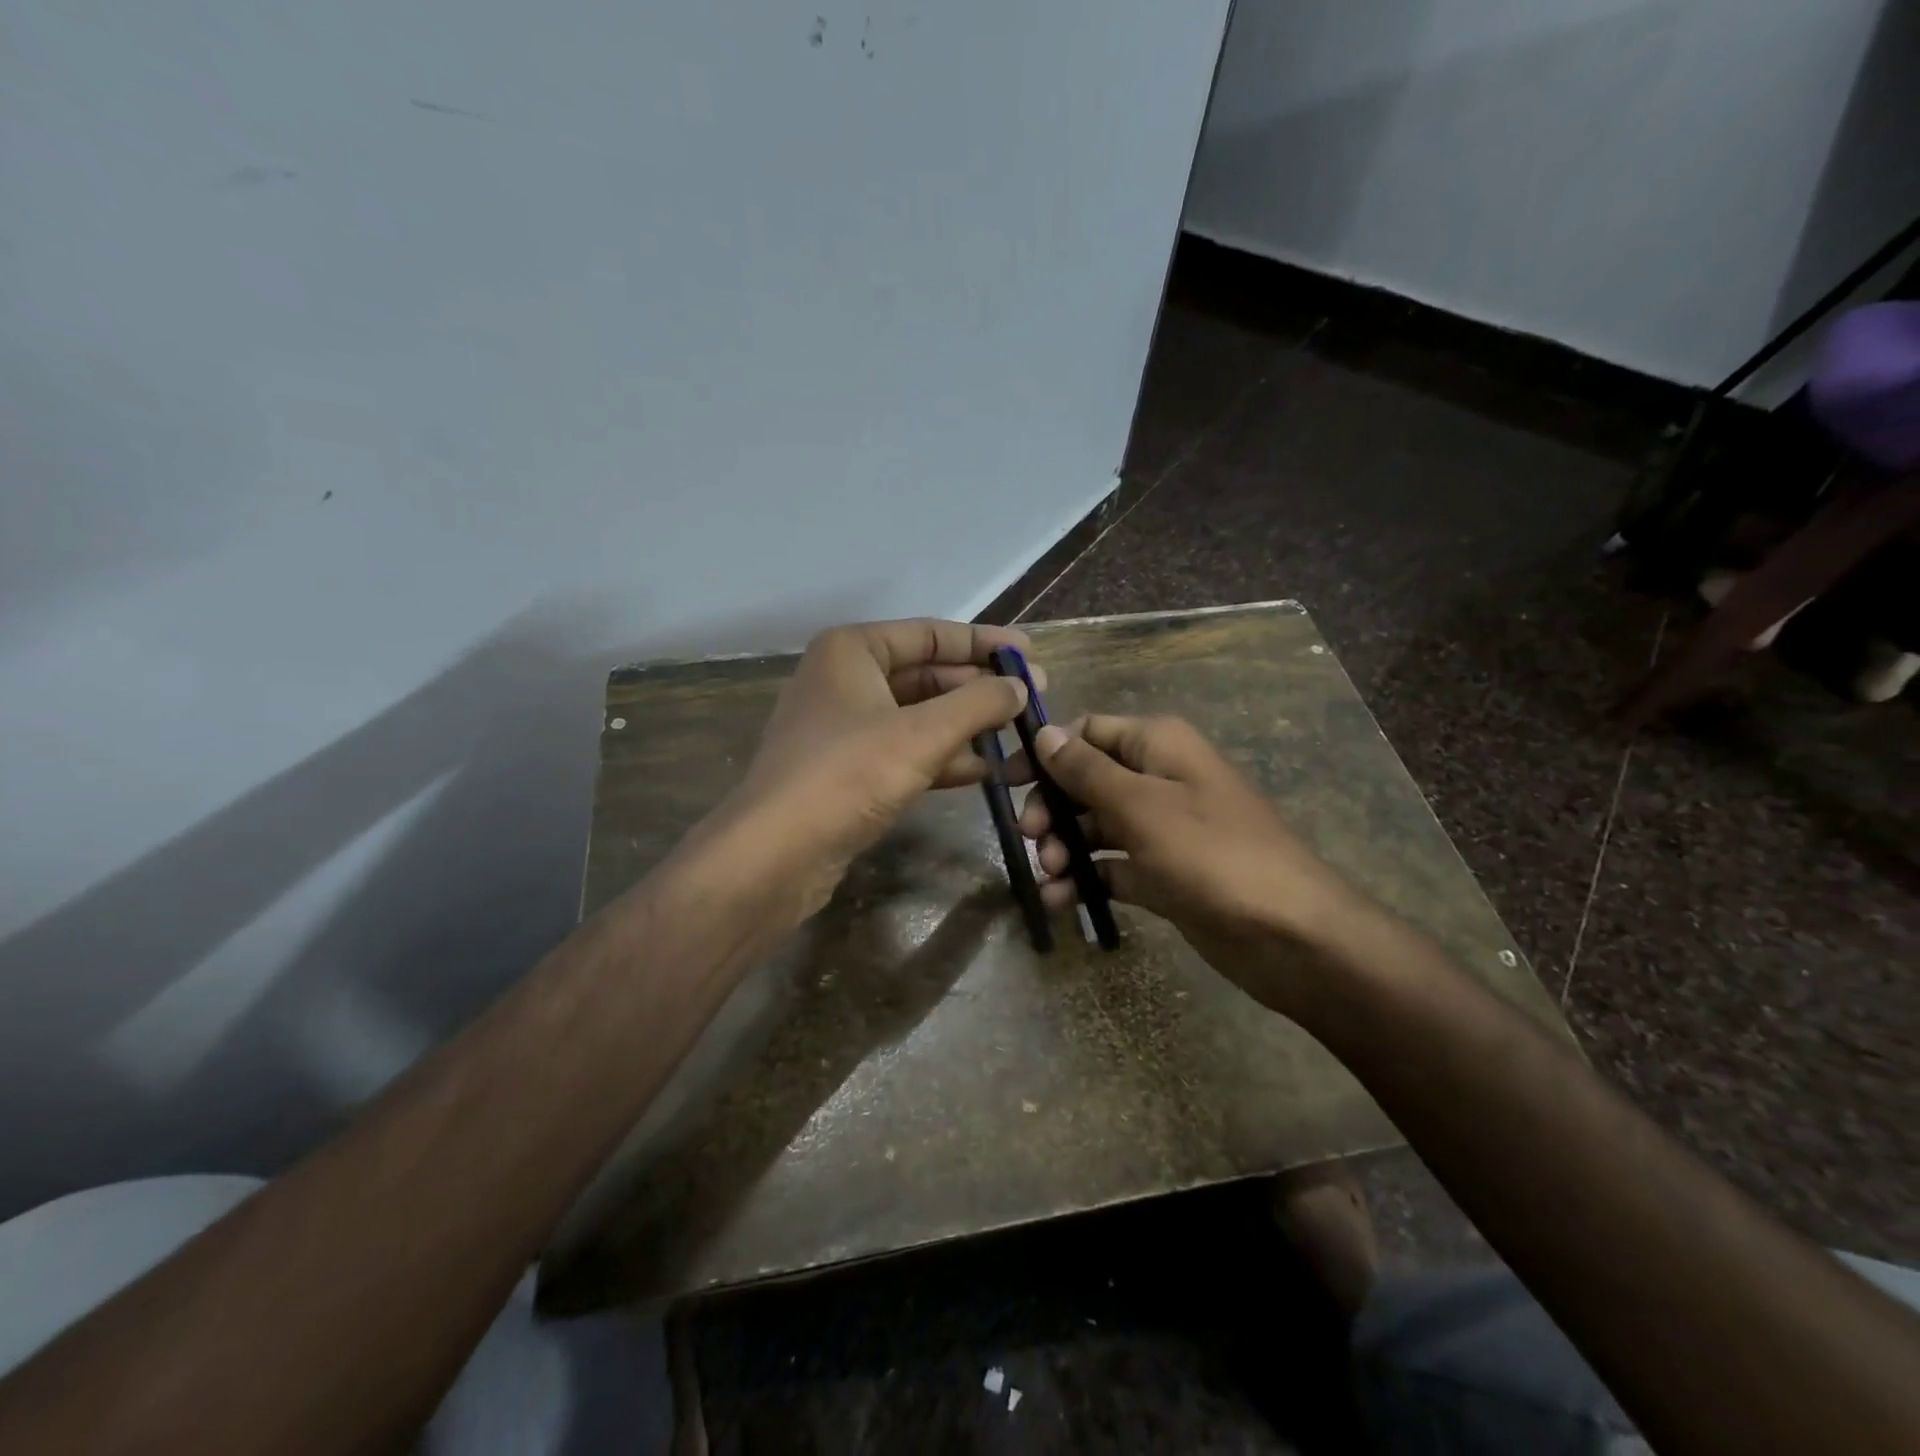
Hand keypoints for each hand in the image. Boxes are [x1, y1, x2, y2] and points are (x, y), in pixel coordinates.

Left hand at [711, 619, 1034, 916]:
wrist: (777, 854)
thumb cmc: (848, 774)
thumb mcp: (922, 733)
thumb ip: (978, 703)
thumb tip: (1020, 686)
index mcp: (853, 650)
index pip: (931, 633)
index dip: (984, 643)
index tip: (1030, 654)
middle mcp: (845, 680)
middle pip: (927, 674)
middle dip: (979, 689)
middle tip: (1034, 699)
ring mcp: (845, 727)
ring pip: (919, 716)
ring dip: (967, 727)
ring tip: (1020, 737)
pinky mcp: (848, 770)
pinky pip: (906, 751)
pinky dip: (944, 757)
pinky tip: (986, 770)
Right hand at [1019, 715, 1366, 1009]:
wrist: (1289, 935)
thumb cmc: (1210, 854)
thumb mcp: (1140, 806)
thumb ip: (1086, 770)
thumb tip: (1044, 732)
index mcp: (1157, 745)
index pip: (1088, 731)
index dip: (1046, 752)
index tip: (1007, 782)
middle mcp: (1158, 778)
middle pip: (1086, 781)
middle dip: (1053, 808)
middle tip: (1032, 838)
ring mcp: (1162, 829)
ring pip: (1096, 827)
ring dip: (1065, 847)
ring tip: (1050, 876)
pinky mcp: (1164, 873)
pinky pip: (1113, 867)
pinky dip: (1086, 880)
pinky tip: (1059, 901)